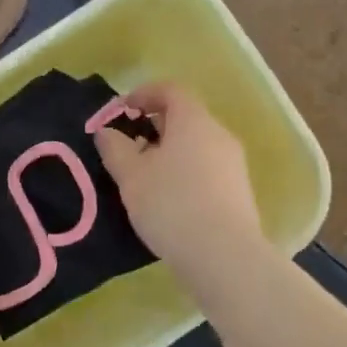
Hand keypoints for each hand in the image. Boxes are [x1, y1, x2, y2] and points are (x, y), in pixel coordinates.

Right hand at [94, 82, 266, 282]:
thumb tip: (107, 132)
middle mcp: (219, 135)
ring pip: (196, 146)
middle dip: (154, 126)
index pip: (170, 90)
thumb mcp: (130, 175)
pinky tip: (169, 200)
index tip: (121, 111)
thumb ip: (115, 148)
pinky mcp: (239, 192)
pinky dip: (185, 173)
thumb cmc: (171, 205)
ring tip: (145, 178)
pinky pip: (206, 169)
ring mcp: (234, 164)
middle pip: (185, 118)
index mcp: (194, 121)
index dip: (143, 94)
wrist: (224, 256)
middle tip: (129, 147)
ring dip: (169, 152)